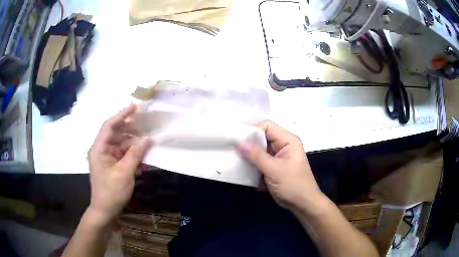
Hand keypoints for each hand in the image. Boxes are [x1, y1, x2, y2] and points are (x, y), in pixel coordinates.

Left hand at [87, 105, 150, 224]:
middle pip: (115, 133)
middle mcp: (101, 150)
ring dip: (133, 143)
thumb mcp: (124, 173)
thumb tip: (147, 139)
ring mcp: (107, 158)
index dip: (122, 115)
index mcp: (99, 149)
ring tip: (147, 140)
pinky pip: (123, 155)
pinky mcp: (112, 165)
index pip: (109, 125)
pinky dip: (132, 154)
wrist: (105, 211)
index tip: (135, 107)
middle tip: (145, 124)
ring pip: (120, 144)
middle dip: (130, 129)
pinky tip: (143, 156)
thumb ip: (135, 154)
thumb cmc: (112, 192)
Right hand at [238, 120, 324, 213]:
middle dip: (248, 142)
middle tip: (231, 148)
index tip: (237, 139)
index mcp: (288, 140)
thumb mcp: (274, 170)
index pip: (267, 126)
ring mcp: (277, 156)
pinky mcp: (273, 166)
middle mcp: (282, 145)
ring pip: (259, 149)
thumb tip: (238, 142)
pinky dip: (251, 162)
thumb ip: (256, 156)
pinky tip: (241, 166)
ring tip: (233, 157)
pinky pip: (259, 159)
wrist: (302, 204)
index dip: (252, 130)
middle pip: (262, 137)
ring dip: (248, 154)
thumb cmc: (293, 185)